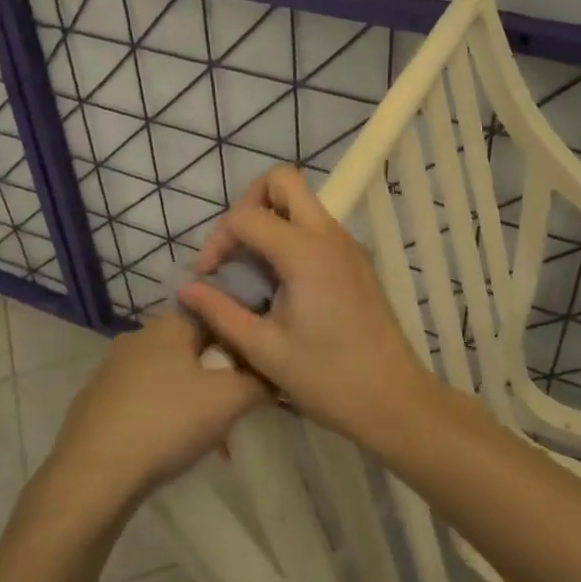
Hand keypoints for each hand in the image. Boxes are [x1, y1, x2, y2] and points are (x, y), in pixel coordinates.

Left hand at [41, 312, 266, 519]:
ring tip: (212, 438)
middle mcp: (137, 337)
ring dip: (193, 400)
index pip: (215, 313)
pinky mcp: (97, 401)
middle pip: (192, 347)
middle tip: (237, 407)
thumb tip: (274, 371)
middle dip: (218, 374)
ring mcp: (111, 369)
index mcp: (168, 324)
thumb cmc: (167, 422)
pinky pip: (144, 401)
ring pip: (168, 377)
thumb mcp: (230, 398)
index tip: (257, 366)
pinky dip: (165, 417)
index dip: (240, 338)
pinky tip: (173, 449)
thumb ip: (259, 379)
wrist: (93, 474)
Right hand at [177, 166, 440, 448]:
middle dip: (248, 202)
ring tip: (250, 267)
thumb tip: (186, 288)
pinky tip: (279, 281)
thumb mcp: (264, 349)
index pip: (247, 216)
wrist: (394, 400)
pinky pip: (316, 226)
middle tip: (233, 247)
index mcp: (305, 253)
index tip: (207, 276)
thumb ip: (220, 312)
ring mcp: (348, 245)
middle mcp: (329, 235)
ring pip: (302, 201)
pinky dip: (290, 235)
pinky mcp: (356, 260)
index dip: (217, 239)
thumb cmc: (327, 378)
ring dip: (270, 218)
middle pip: (283, 181)